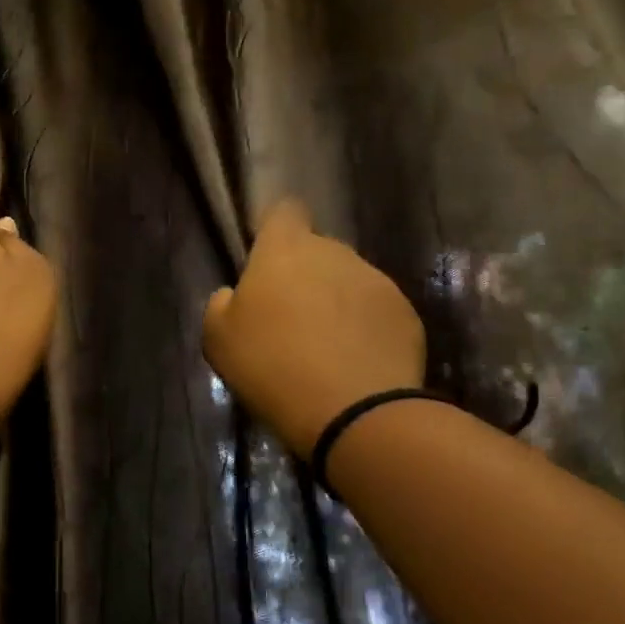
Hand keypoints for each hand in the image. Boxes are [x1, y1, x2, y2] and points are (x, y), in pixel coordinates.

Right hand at [203, 200, 426, 456]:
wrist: (353, 412)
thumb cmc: (271, 367)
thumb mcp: (218, 340)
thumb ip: (222, 305)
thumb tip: (235, 295)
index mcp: (284, 250)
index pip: (283, 211)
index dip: (274, 230)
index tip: (265, 261)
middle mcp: (334, 252)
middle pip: (316, 250)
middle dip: (304, 276)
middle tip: (290, 320)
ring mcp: (376, 280)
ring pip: (348, 281)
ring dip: (336, 303)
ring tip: (327, 349)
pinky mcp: (406, 313)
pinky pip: (377, 312)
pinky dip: (366, 329)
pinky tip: (356, 364)